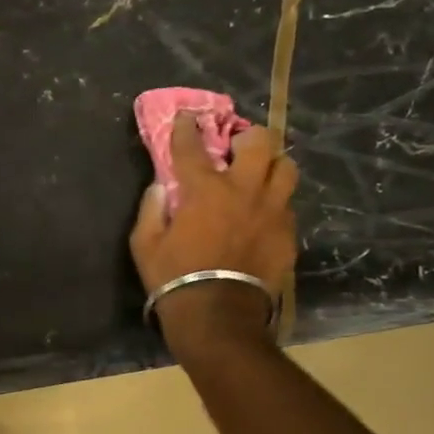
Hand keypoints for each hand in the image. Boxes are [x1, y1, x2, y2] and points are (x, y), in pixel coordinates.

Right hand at [130, 117, 298, 343]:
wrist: (218, 316)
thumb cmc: (174, 278)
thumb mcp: (144, 245)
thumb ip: (151, 209)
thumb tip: (160, 187)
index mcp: (205, 190)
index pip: (192, 147)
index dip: (187, 128)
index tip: (186, 117)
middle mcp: (244, 191)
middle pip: (260, 143)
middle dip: (247, 136)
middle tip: (236, 146)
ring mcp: (272, 211)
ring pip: (286, 168)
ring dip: (271, 165)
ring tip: (259, 175)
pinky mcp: (288, 234)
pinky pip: (288, 205)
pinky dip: (275, 202)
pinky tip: (263, 214)